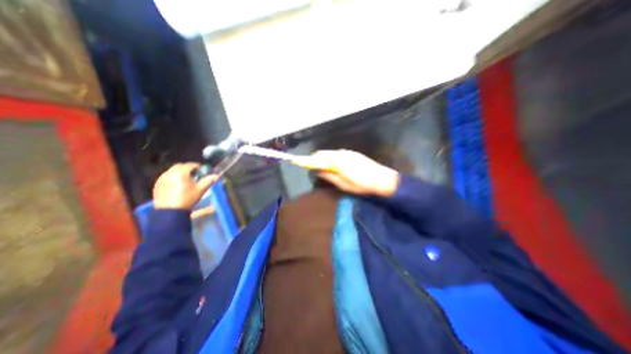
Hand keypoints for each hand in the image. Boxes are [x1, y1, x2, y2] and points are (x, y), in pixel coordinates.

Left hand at [153, 164, 219, 209]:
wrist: (170, 211)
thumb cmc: (187, 199)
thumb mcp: (200, 190)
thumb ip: (209, 181)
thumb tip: (217, 175)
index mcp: (181, 172)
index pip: (190, 165)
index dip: (197, 166)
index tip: (202, 170)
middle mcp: (170, 173)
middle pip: (180, 166)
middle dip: (187, 168)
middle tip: (194, 174)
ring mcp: (162, 178)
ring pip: (172, 171)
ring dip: (179, 173)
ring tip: (186, 180)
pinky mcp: (157, 185)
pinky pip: (166, 177)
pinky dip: (173, 178)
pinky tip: (177, 185)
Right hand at [297, 150, 398, 197]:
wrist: (381, 179)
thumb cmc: (361, 184)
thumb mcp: (342, 184)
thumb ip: (328, 176)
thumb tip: (318, 171)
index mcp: (337, 160)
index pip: (318, 157)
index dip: (308, 160)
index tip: (302, 163)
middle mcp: (341, 153)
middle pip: (323, 153)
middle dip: (317, 159)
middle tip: (314, 169)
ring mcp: (348, 152)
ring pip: (331, 153)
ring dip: (325, 159)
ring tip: (325, 169)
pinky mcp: (353, 153)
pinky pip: (338, 154)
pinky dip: (333, 158)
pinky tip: (336, 166)